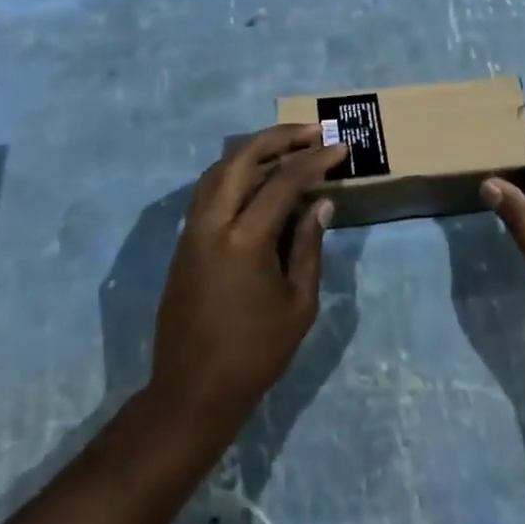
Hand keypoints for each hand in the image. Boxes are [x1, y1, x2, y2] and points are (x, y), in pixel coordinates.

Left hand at [150, 124, 346, 443]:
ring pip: (219, 169)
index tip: (340, 147)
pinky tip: (258, 179)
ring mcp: (192, 230)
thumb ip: (309, 246)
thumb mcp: (298, 304)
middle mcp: (212, 223)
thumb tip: (320, 203)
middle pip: (241, 158)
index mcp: (244, 240)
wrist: (193, 391)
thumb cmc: (255, 353)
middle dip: (278, 138)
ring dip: (253, 151)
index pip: (283, 182)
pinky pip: (209, 190)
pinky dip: (235, 173)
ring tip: (288, 147)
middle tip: (311, 131)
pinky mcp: (184, 242)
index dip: (315, 160)